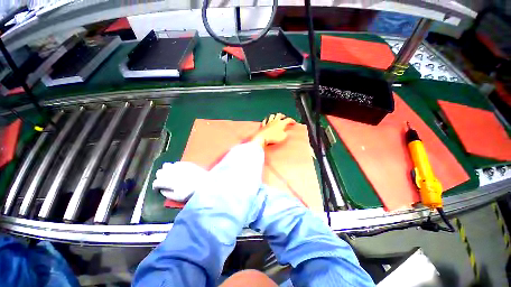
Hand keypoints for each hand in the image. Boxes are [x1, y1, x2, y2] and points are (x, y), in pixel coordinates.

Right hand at [153, 162, 207, 201]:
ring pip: (166, 165)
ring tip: (170, 175)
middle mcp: (172, 172)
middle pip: (159, 172)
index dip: (155, 186)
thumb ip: (167, 194)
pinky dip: (174, 167)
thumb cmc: (191, 192)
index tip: (157, 189)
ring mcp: (179, 166)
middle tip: (164, 182)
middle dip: (160, 177)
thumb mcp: (178, 197)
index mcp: (169, 181)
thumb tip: (161, 189)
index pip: (156, 182)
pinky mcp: (186, 163)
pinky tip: (178, 170)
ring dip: (166, 170)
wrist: (205, 182)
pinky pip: (176, 163)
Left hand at [251, 113, 295, 146]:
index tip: (293, 122)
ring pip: (272, 116)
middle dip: (283, 115)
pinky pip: (265, 121)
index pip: (288, 119)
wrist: (263, 137)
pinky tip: (266, 120)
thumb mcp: (283, 137)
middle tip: (284, 117)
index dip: (292, 120)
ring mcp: (268, 122)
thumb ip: (285, 134)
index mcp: (281, 123)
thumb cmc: (273, 137)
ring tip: (276, 117)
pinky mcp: (263, 125)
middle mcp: (275, 121)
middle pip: (279, 115)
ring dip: (275, 115)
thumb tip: (286, 133)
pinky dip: (266, 120)